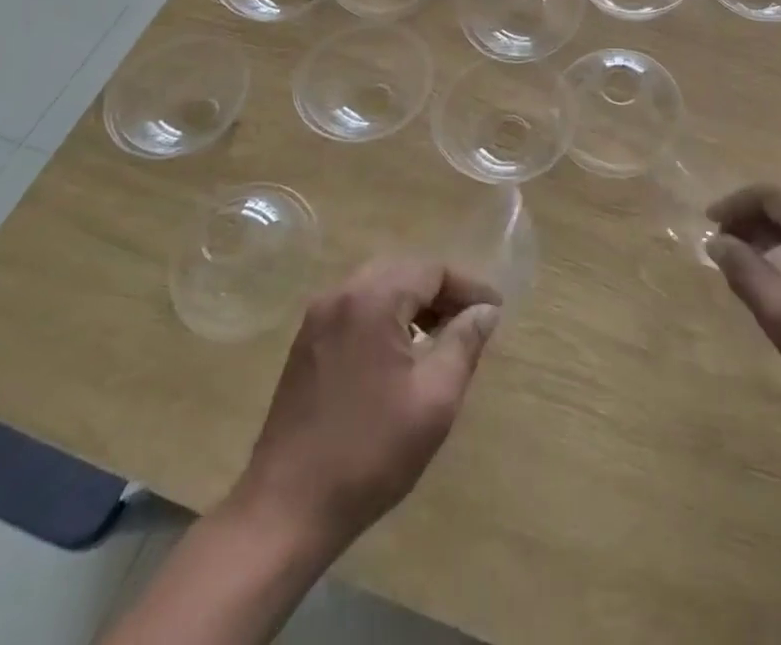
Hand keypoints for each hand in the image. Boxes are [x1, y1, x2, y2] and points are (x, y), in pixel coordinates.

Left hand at [238, 258, 501, 547]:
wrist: (285, 509)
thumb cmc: (369, 453)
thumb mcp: (434, 399)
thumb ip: (464, 344)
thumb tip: (485, 311)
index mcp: (372, 299)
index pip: (431, 270)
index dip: (468, 287)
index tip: (495, 311)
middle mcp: (341, 294)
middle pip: (403, 271)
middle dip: (440, 291)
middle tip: (471, 319)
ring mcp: (318, 317)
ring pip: (378, 287)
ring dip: (413, 302)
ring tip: (442, 334)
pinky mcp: (306, 343)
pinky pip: (355, 308)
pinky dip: (385, 315)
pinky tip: (401, 350)